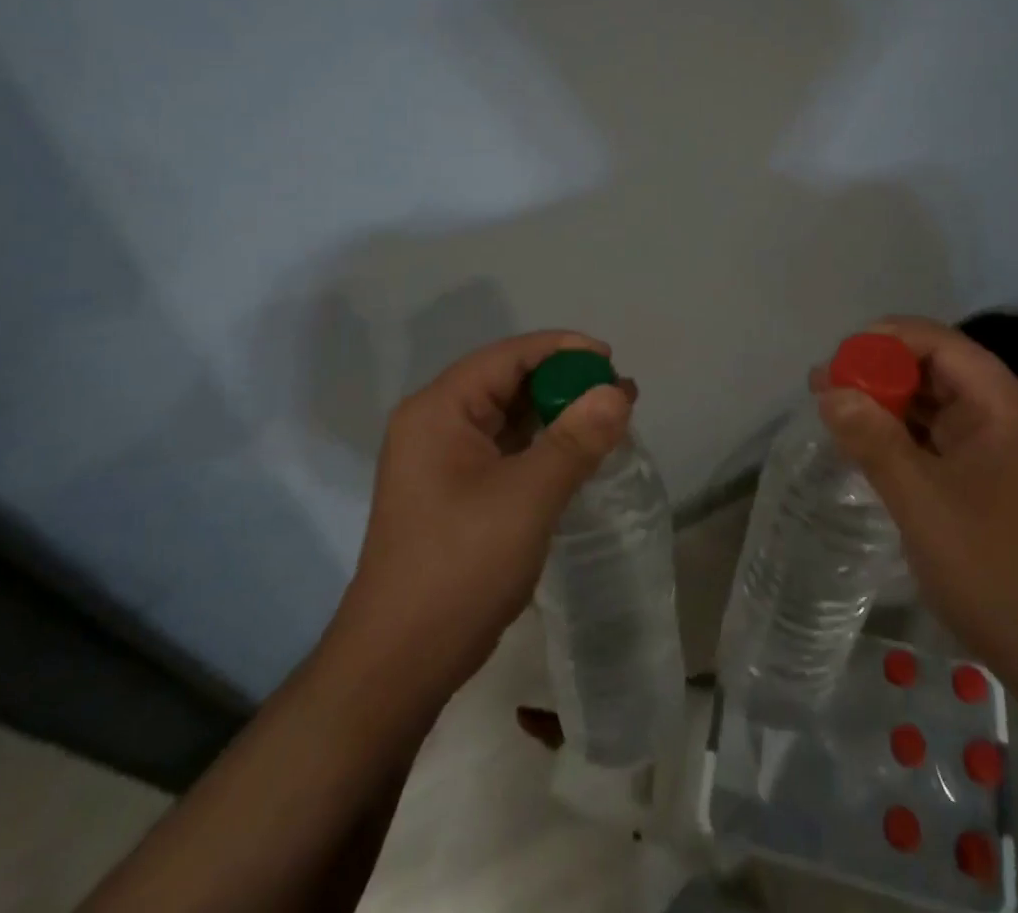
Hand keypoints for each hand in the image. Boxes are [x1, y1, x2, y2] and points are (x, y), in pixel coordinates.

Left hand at [329, 331, 633, 701]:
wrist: (398, 666)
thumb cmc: (459, 569)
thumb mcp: (527, 498)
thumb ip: (575, 440)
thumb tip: (618, 393)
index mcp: (440, 410)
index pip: (509, 357)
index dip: (563, 350)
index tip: (612, 362)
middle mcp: (436, 423)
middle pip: (509, 381)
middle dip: (565, 382)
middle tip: (619, 394)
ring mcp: (442, 459)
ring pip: (510, 416)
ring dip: (558, 413)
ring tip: (611, 418)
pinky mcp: (455, 490)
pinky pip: (506, 448)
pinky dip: (544, 444)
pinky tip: (579, 454)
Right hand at [815, 316, 1017, 720]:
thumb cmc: (994, 570)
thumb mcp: (922, 501)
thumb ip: (873, 440)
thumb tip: (829, 391)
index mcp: (1004, 405)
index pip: (940, 343)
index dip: (885, 340)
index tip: (837, 358)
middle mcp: (1007, 413)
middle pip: (937, 368)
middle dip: (880, 371)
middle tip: (824, 385)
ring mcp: (1001, 446)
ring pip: (937, 403)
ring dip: (888, 402)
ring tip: (832, 407)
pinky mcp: (991, 476)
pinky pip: (941, 437)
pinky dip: (903, 433)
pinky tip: (866, 441)